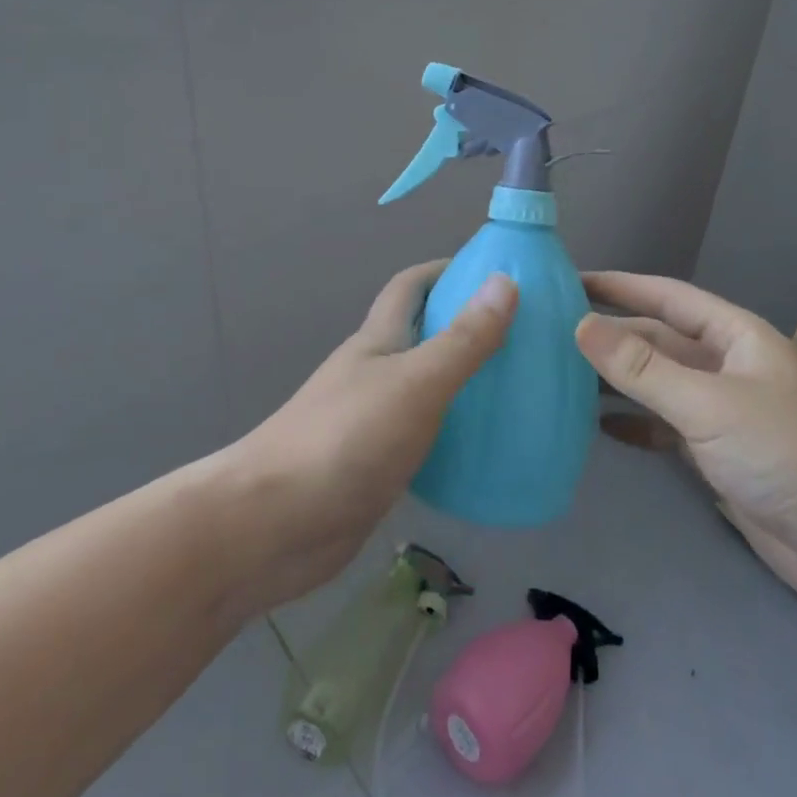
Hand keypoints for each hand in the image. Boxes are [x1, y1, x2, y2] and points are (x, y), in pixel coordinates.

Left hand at [227, 263, 516, 613]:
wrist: (271, 525)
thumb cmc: (345, 439)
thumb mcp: (415, 382)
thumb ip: (462, 339)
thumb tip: (505, 281)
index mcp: (378, 340)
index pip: (411, 286)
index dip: (446, 270)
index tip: (495, 273)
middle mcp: (374, 373)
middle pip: (422, 335)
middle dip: (465, 327)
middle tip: (524, 337)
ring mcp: (371, 421)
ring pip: (425, 388)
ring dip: (463, 383)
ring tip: (517, 391)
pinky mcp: (375, 467)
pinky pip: (424, 437)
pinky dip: (453, 434)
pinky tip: (486, 450)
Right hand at [576, 273, 796, 607]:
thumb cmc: (787, 454)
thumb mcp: (709, 403)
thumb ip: (643, 367)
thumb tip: (580, 325)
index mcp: (734, 336)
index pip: (666, 296)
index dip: (619, 285)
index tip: (568, 280)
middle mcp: (727, 366)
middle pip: (658, 339)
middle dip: (611, 335)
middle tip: (550, 333)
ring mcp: (724, 412)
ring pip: (659, 384)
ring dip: (617, 381)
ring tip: (561, 378)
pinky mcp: (720, 455)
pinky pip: (666, 427)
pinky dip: (636, 425)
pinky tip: (599, 429)